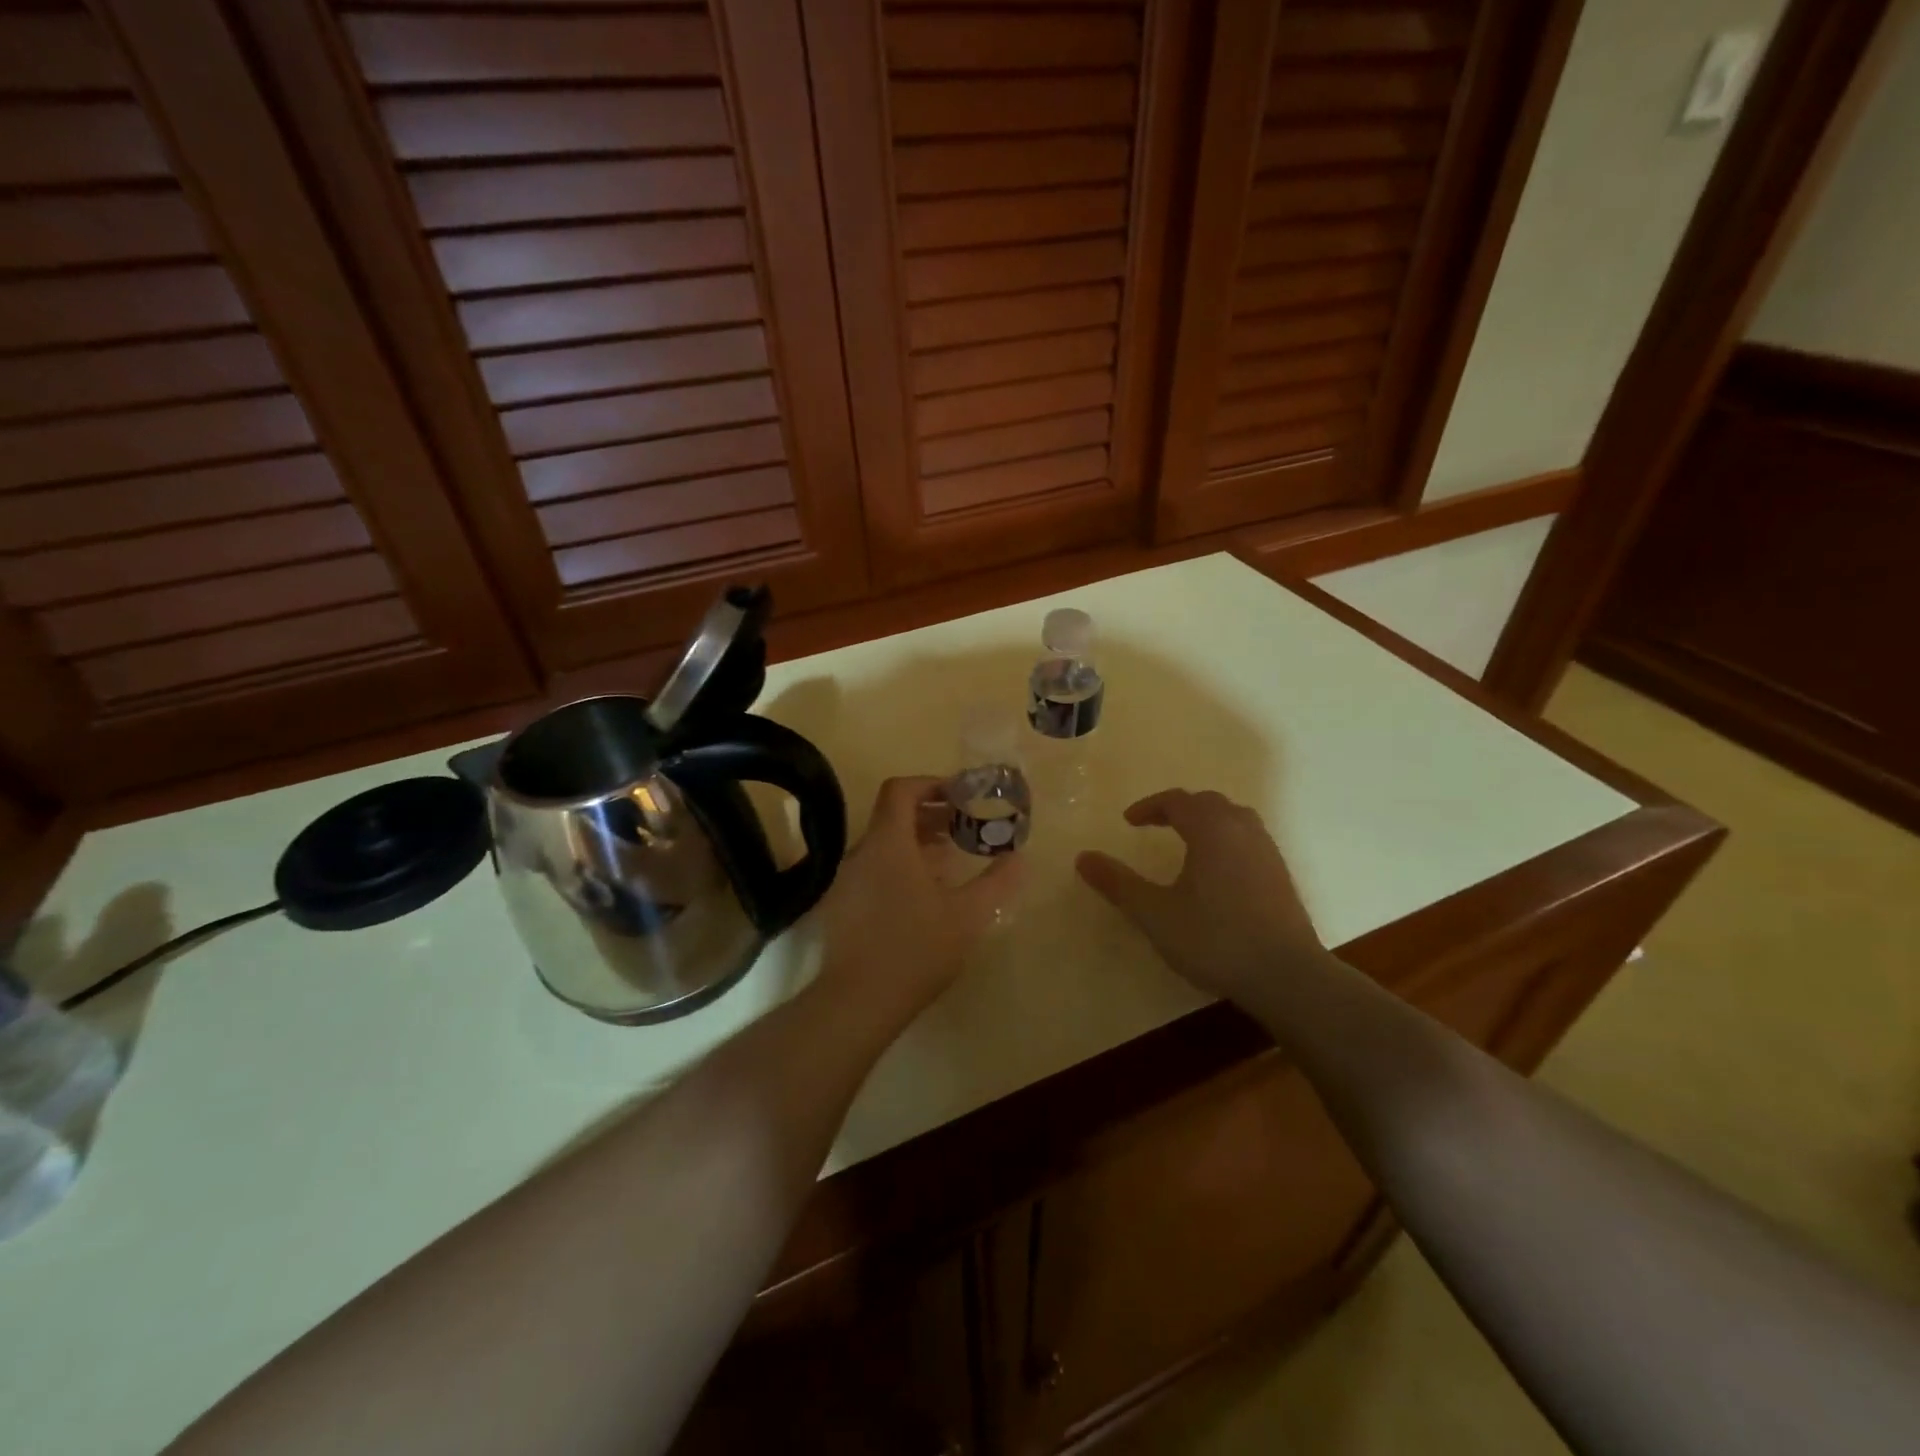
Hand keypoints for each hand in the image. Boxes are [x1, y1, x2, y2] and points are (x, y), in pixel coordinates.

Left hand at [812, 776, 1022, 1029]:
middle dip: (931, 815)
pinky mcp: (842, 905)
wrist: (858, 1002)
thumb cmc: (916, 949)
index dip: (931, 783)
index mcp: (888, 843)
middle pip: (893, 816)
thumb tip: (1019, 857)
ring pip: (884, 844)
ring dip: (917, 842)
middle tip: (965, 827)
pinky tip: (925, 895)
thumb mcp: (968, 915)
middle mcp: (861, 853)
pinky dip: (901, 865)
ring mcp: (847, 881)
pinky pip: (874, 869)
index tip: (961, 796)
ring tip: (951, 859)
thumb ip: (997, 881)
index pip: (901, 790)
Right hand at [1076, 789, 1325, 1005]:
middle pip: (1208, 803)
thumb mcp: (1155, 914)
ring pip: (1233, 818)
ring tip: (1187, 841)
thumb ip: (1118, 884)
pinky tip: (1218, 872)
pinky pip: (1248, 839)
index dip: (1149, 807)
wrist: (1287, 975)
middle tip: (1154, 825)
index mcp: (1211, 830)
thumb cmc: (1215, 939)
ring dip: (1206, 821)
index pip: (1177, 801)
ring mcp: (1267, 851)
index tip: (1129, 822)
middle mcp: (1242, 830)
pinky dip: (1226, 840)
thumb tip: (1083, 857)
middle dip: (1178, 809)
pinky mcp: (1281, 875)